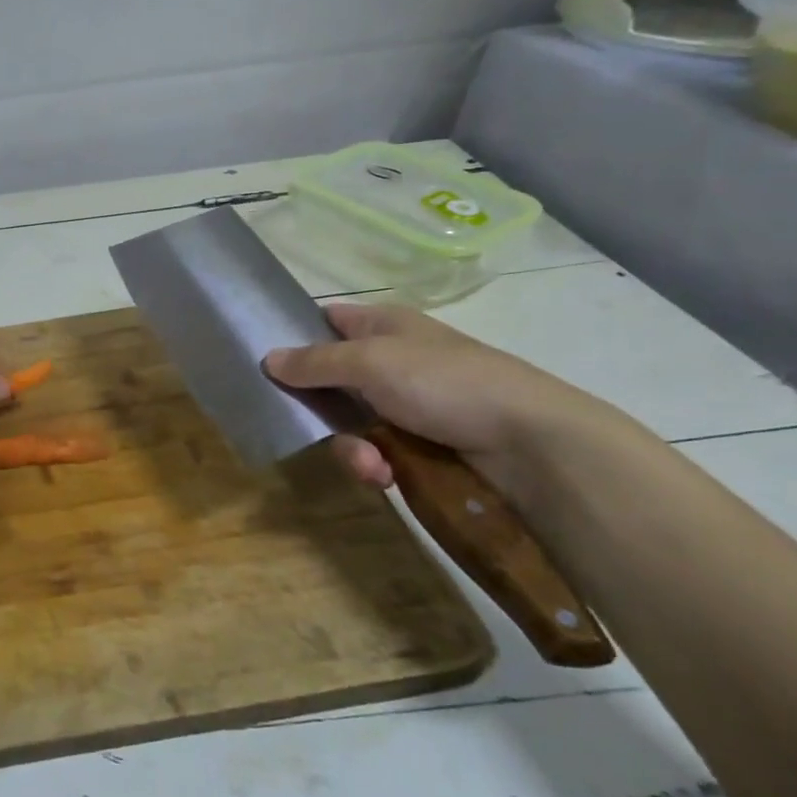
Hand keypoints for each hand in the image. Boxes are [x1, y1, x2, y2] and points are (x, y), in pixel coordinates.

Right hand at [262, 303, 592, 495]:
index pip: (326, 320)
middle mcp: (391, 360)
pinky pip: (376, 451)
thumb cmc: (445, 382)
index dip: (296, 334)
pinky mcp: (421, 445)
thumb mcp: (370, 362)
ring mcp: (406, 404)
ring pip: (348, 422)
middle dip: (316, 408)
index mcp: (383, 325)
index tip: (265, 360)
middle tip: (305, 424)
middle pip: (328, 379)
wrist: (532, 443)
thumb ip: (314, 361)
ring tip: (371, 466)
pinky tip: (385, 476)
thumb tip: (267, 358)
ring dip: (350, 446)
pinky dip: (375, 464)